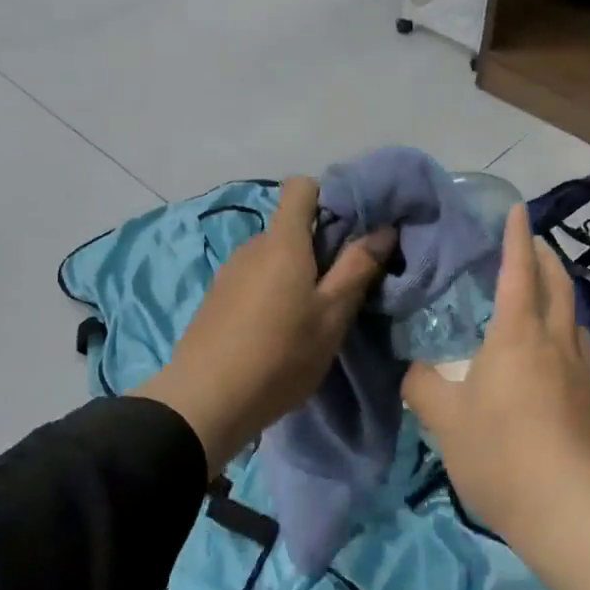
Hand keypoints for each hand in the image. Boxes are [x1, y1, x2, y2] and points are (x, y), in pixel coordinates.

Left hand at [133, 176, 392, 476]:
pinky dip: (272, 292)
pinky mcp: (216, 298)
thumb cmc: (280, 355)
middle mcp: (252, 246)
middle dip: (318, 247)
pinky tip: (276, 331)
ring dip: (295, 273)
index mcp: (282, 241)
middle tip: (340, 288)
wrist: (205, 402)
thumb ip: (358, 268)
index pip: (301, 187)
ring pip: (273, 256)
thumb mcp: (332, 316)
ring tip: (309, 316)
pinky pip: (254, 278)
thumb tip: (383, 228)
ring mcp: (229, 271)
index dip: (328, 198)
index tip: (350, 231)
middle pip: (291, 227)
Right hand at [402, 204, 589, 589]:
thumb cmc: (502, 455)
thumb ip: (423, 386)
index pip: (519, 271)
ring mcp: (581, 371)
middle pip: (558, 284)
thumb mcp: (445, 420)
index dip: (516, 237)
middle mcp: (556, 341)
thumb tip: (415, 371)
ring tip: (542, 291)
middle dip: (545, 257)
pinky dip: (565, 328)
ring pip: (574, 315)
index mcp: (518, 334)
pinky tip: (553, 349)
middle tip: (530, 244)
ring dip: (560, 291)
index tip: (516, 209)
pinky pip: (579, 346)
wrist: (573, 513)